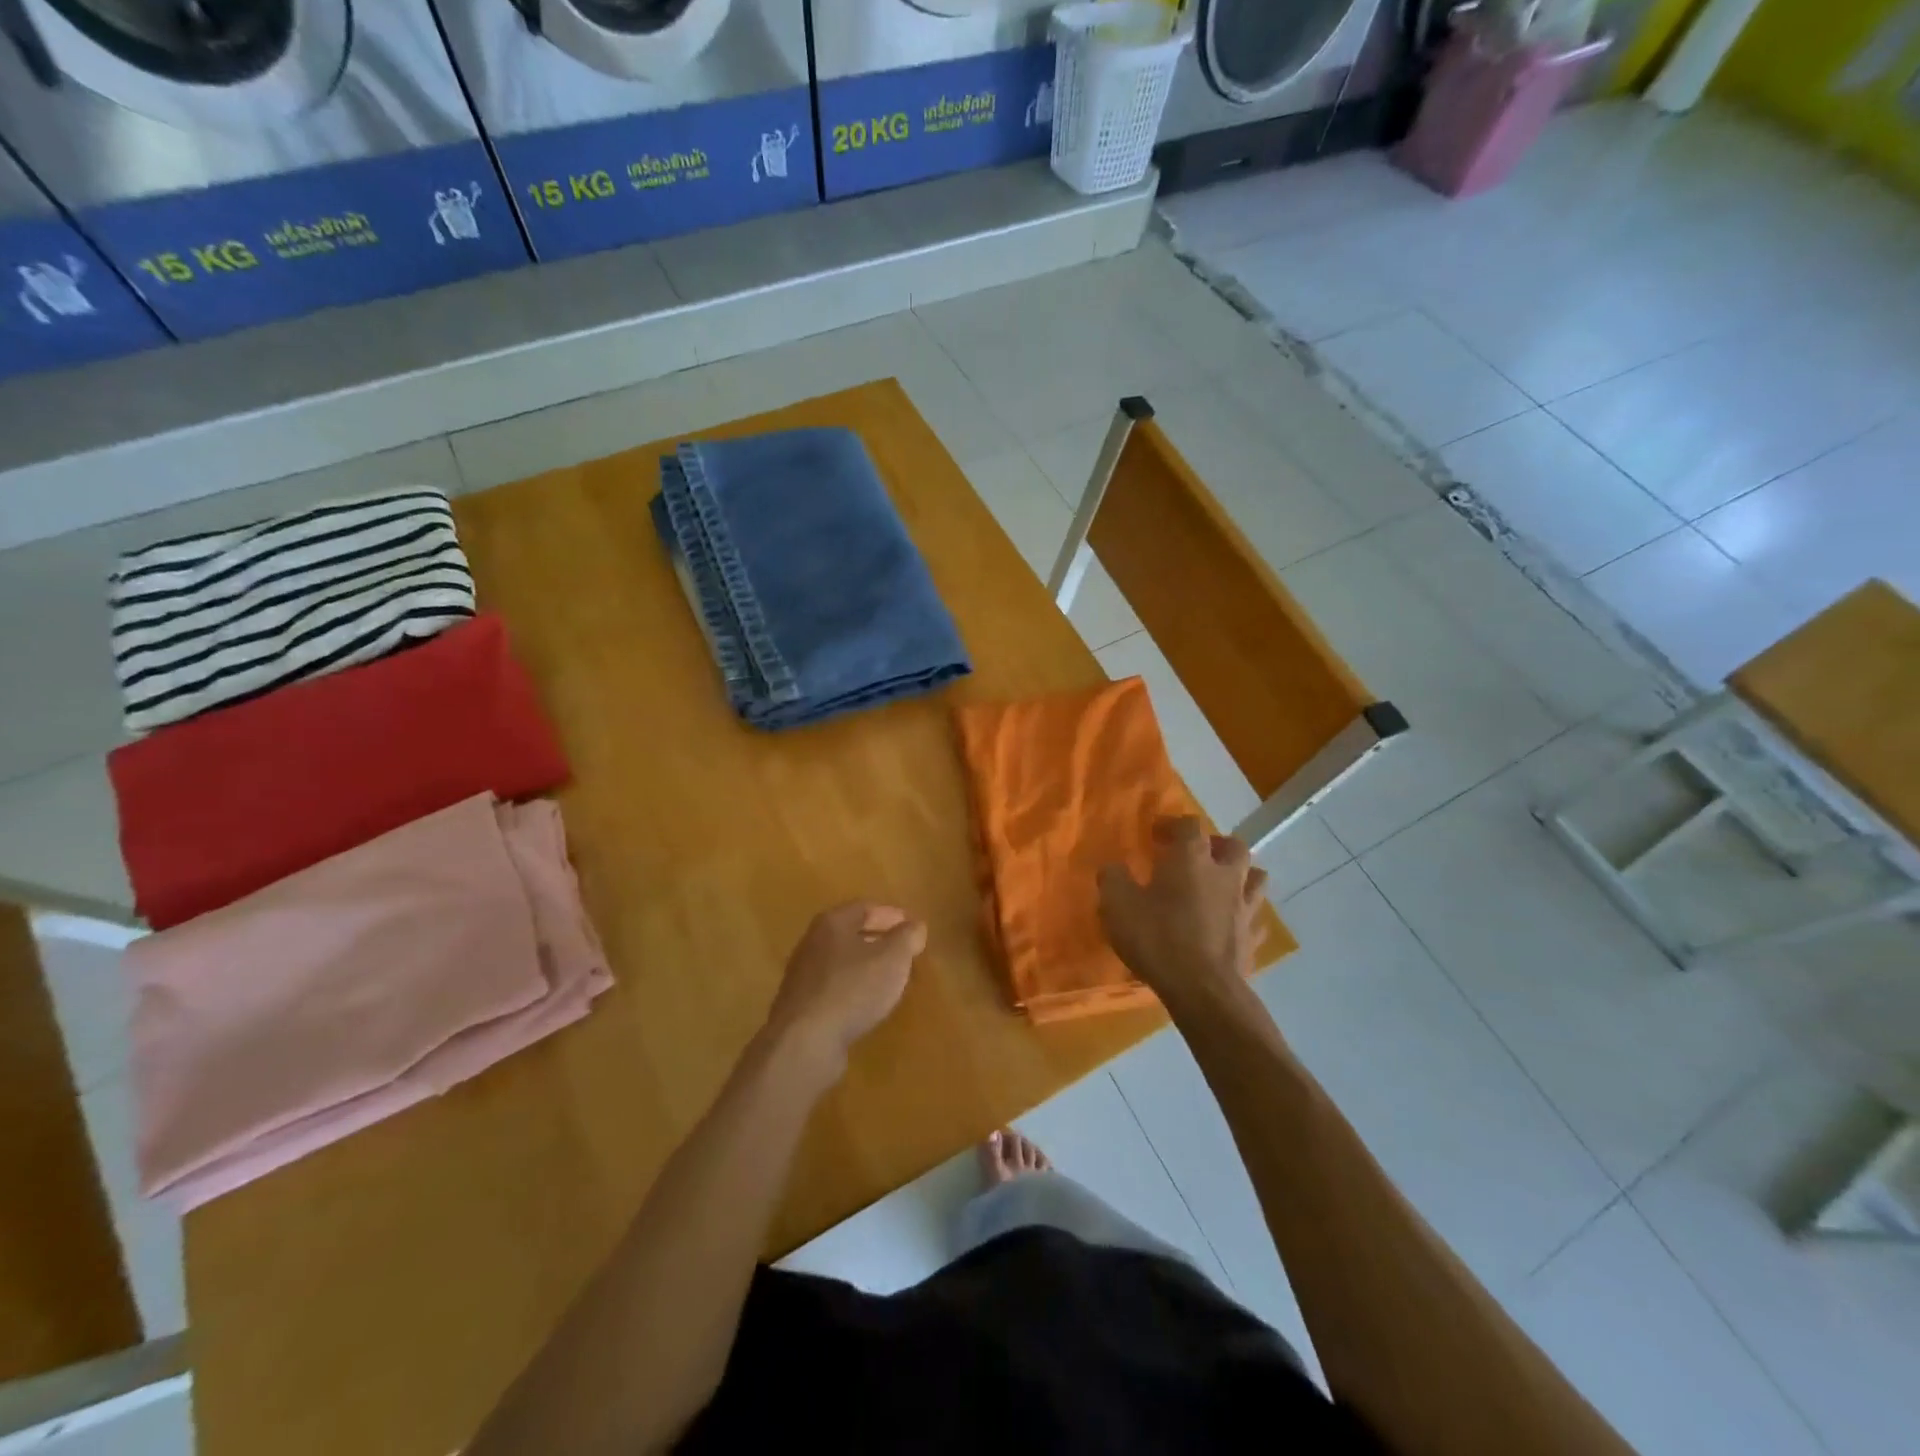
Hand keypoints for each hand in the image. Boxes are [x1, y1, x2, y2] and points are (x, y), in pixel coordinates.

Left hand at [763, 902, 927, 1076]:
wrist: (805, 1041)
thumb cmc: (853, 988)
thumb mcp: (892, 958)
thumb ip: (907, 937)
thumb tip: (915, 926)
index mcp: (832, 923)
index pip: (865, 908)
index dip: (891, 914)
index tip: (912, 925)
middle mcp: (812, 943)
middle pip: (850, 933)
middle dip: (878, 938)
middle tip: (903, 949)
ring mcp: (802, 975)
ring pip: (841, 961)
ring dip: (865, 965)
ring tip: (888, 977)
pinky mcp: (800, 1006)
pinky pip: (833, 987)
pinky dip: (852, 988)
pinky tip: (866, 1003)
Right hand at [1097, 817, 1267, 1010]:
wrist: (1202, 990)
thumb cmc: (1157, 938)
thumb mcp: (1118, 905)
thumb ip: (1113, 879)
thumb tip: (1113, 868)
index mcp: (1192, 859)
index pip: (1190, 825)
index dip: (1173, 824)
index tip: (1156, 834)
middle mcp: (1225, 875)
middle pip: (1234, 846)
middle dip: (1216, 844)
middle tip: (1196, 855)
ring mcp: (1244, 907)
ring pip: (1256, 877)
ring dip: (1240, 875)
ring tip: (1220, 885)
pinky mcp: (1253, 938)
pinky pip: (1255, 917)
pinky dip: (1244, 914)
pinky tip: (1231, 923)